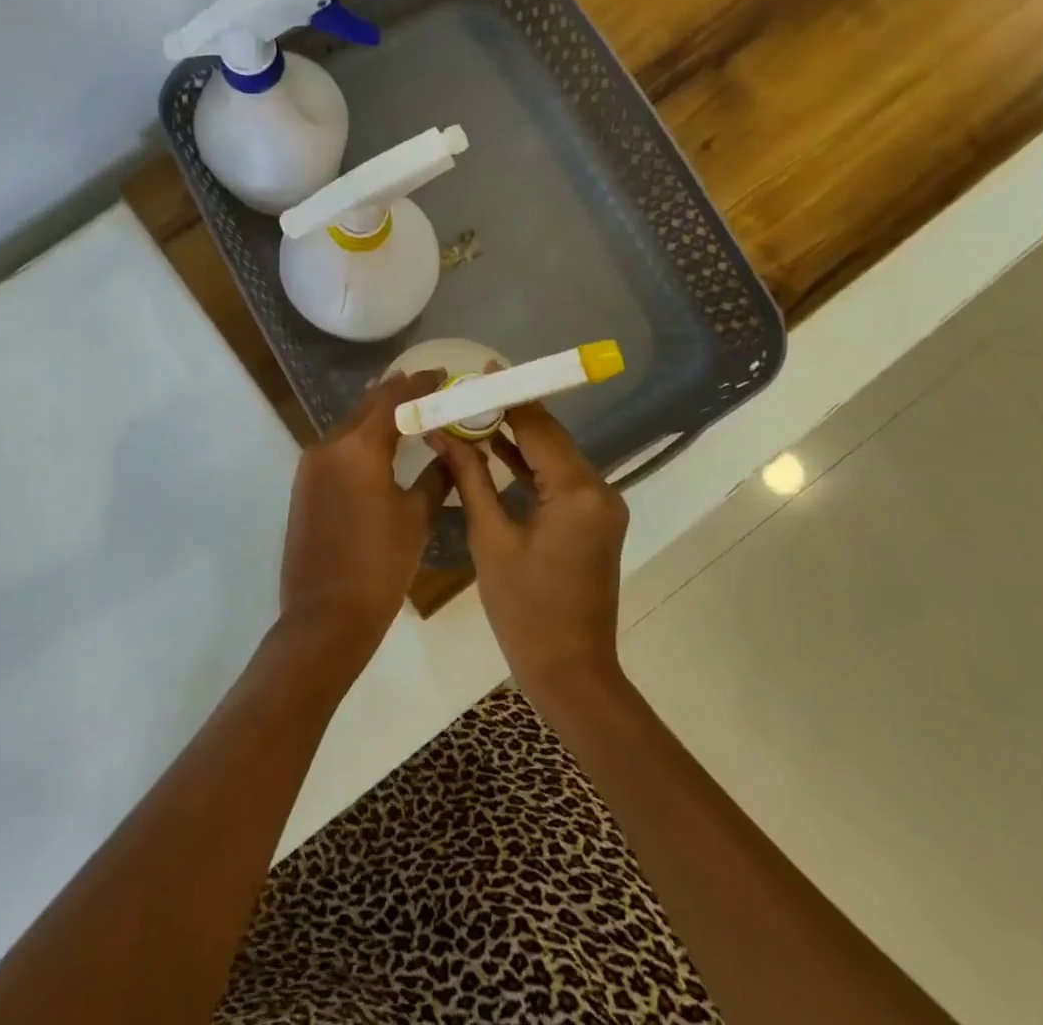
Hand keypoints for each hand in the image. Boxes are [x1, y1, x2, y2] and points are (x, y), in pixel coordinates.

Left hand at [277, 370, 453, 669]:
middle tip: (427, 385)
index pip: (393, 399)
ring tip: (405, 404)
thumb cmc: (379, 566)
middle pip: (367, 405)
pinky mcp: (304, 483)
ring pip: (349, 423)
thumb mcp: (416, 518)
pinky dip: (359, 434)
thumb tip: (453, 451)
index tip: (443, 374)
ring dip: (375, 411)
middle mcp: (330, 444)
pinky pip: (336, 444)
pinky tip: (377, 439)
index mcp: (360, 447)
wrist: (325, 617)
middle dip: (397, 392)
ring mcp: (311, 463)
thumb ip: (436, 476)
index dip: (420, 384)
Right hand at [431, 404, 629, 701]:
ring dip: (518, 438)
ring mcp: (600, 507)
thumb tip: (443, 433)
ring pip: (554, 457)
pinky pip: (558, 481)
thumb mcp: (491, 539)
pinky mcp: (592, 521)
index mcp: (578, 491)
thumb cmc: (525, 610)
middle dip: (511, 413)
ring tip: (475, 412)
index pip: (540, 428)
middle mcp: (599, 490)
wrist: (571, 672)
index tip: (483, 370)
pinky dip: (529, 466)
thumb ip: (470, 478)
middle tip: (470, 390)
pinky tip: (496, 450)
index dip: (510, 396)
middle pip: (550, 438)